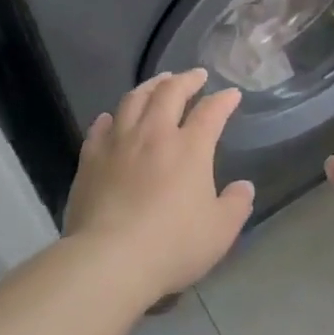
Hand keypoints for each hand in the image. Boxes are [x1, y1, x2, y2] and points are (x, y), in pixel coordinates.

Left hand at [63, 68, 254, 302]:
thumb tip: (244, 187)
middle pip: (170, 93)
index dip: (224, 100)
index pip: (211, 112)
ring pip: (134, 100)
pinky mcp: (90, 159)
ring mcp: (118, 143)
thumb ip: (236, 204)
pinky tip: (112, 117)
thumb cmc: (173, 244)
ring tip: (158, 82)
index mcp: (190, 147)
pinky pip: (100, 127)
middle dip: (186, 79)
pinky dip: (112, 117)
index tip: (232, 94)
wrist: (110, 259)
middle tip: (195, 75)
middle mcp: (154, 134)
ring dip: (150, 86)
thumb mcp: (220, 231)